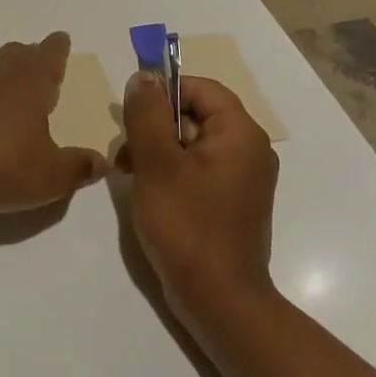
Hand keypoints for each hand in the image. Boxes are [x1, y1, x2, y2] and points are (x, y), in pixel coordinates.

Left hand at [0, 33, 110, 215]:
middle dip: (25, 57)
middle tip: (34, 72)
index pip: (49, 52)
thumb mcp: (53, 176)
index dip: (57, 48)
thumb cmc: (5, 167)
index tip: (61, 42)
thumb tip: (102, 162)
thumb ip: (79, 167)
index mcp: (31, 80)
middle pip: (13, 52)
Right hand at [120, 72, 279, 320]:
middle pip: (197, 115)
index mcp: (240, 133)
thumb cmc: (187, 225)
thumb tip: (144, 76)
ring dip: (158, 150)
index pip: (201, 88)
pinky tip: (149, 192)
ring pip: (194, 144)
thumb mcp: (157, 163)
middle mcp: (250, 150)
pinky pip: (200, 170)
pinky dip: (172, 172)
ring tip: (130, 174)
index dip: (164, 92)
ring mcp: (244, 179)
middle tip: (125, 152)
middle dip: (156, 126)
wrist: (219, 300)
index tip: (133, 114)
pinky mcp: (233, 203)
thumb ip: (148, 114)